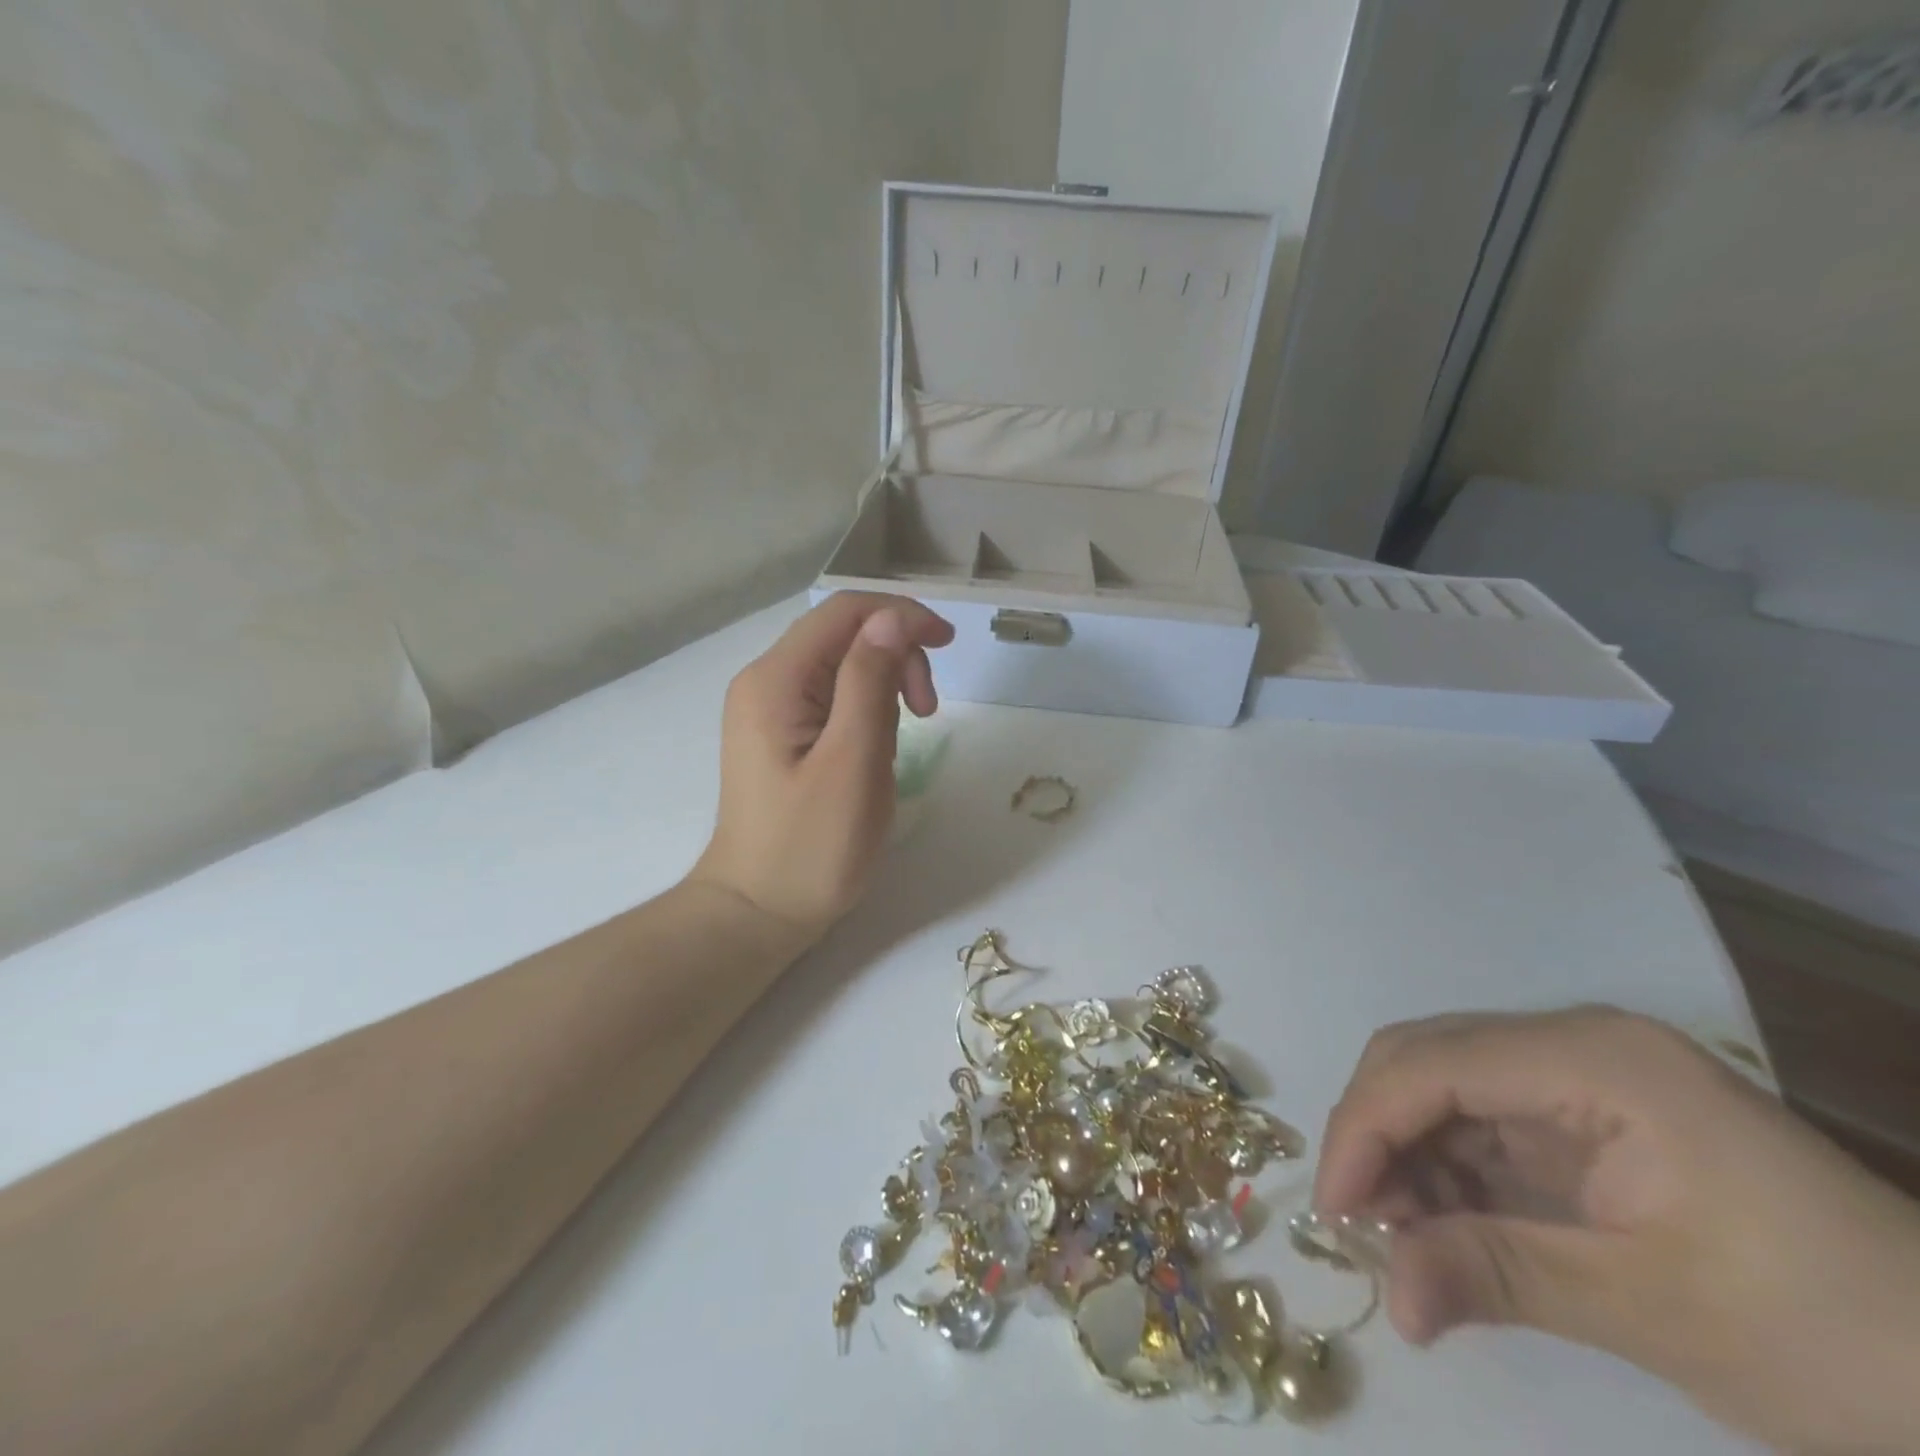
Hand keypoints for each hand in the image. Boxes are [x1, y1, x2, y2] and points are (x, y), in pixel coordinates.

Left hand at [690, 592, 954, 943]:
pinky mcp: (779, 734)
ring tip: (899, 741)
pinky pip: (831, 699)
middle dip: (894, 657)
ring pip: (841, 667)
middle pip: (843, 635)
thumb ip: (869, 681)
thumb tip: (891, 618)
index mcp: (775, 680)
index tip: (948, 646)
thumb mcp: (851, 761)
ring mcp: (768, 708)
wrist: (758, 911)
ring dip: (883, 687)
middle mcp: (765, 681)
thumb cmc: (810, 847)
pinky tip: (874, 750)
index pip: (845, 612)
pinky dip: (866, 711)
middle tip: (925, 712)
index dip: (901, 615)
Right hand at [1316, 1008, 1919, 1452]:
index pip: (1432, 1065)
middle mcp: (1571, 1042)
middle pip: (1426, 1058)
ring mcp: (1579, 1076)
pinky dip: (1447, 1171)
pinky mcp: (1586, 1117)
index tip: (1334, 1209)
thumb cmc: (1842, 1340)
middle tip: (1354, 1217)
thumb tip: (1389, 1300)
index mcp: (1591, 1057)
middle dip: (1376, 1131)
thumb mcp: (1659, 1312)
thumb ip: (1501, 1278)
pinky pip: (1483, 1123)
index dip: (1366, 1127)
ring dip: (1406, 1153)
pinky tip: (1440, 1223)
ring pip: (1444, 1087)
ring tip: (1395, 1232)